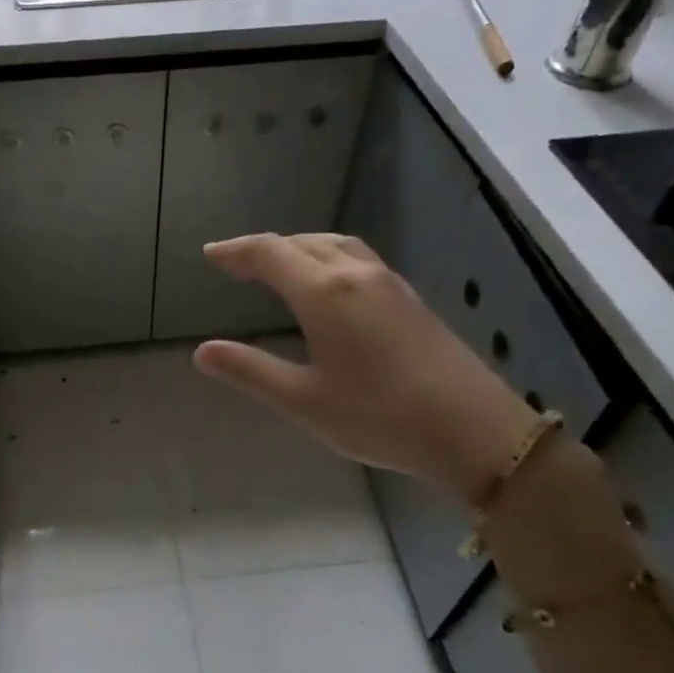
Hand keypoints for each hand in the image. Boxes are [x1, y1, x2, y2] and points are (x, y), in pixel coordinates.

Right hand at [193, 234, 536, 504]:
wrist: (471, 429)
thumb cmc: (377, 416)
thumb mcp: (302, 400)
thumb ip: (249, 371)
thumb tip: (202, 352)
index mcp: (324, 293)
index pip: (270, 254)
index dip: (236, 251)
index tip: (210, 255)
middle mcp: (356, 275)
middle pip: (302, 243)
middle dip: (265, 249)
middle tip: (236, 264)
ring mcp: (389, 284)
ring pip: (335, 246)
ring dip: (300, 248)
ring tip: (279, 266)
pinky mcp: (409, 300)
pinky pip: (358, 260)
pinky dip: (327, 259)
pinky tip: (329, 286)